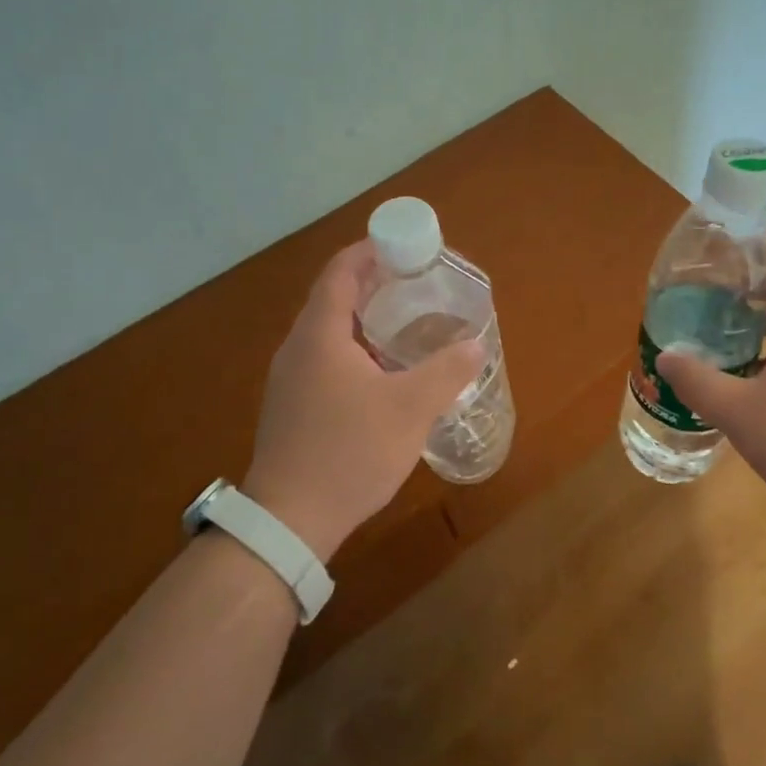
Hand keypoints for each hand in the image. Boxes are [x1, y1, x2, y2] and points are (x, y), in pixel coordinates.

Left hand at [243, 241, 482, 561]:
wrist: (289, 520)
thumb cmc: (350, 451)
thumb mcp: (410, 408)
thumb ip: (447, 372)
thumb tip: (476, 346)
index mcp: (320, 334)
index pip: (340, 272)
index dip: (369, 251)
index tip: (403, 245)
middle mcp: (297, 348)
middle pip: (333, 298)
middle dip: (372, 284)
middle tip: (414, 283)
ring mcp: (289, 380)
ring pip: (328, 332)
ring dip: (363, 319)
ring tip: (405, 323)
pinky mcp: (291, 407)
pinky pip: (324, 360)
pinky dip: (353, 349)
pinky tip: (381, 373)